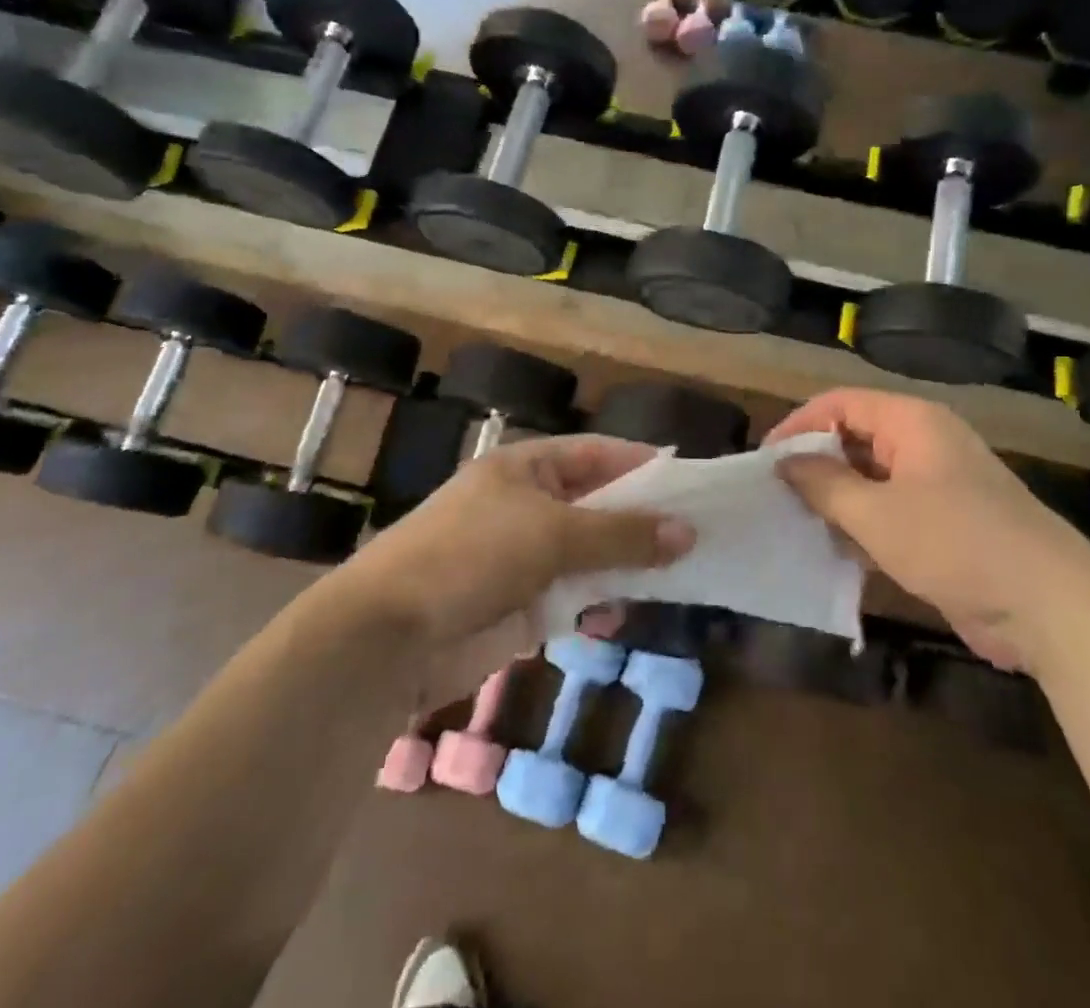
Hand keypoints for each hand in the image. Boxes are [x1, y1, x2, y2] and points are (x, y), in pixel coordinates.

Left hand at [332, 435, 694, 696]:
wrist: (391, 636)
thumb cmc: (472, 556)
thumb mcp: (553, 533)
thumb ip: (621, 534)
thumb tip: (687, 532)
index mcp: (526, 468)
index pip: (595, 453)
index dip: (640, 463)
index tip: (690, 480)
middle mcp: (527, 505)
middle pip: (598, 505)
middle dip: (641, 520)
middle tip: (698, 533)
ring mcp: (523, 557)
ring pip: (590, 554)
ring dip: (625, 565)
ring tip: (677, 574)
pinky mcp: (521, 606)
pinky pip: (574, 597)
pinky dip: (598, 604)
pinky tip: (622, 614)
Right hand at [769, 389, 1089, 674]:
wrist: (1052, 607)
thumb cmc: (956, 543)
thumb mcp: (877, 514)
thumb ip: (824, 484)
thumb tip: (784, 462)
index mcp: (912, 422)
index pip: (840, 404)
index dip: (799, 424)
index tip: (765, 460)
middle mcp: (925, 443)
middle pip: (855, 437)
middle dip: (815, 463)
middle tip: (776, 494)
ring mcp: (938, 484)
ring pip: (871, 478)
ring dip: (836, 498)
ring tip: (796, 523)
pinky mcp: (946, 523)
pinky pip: (890, 510)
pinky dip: (862, 524)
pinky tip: (835, 551)